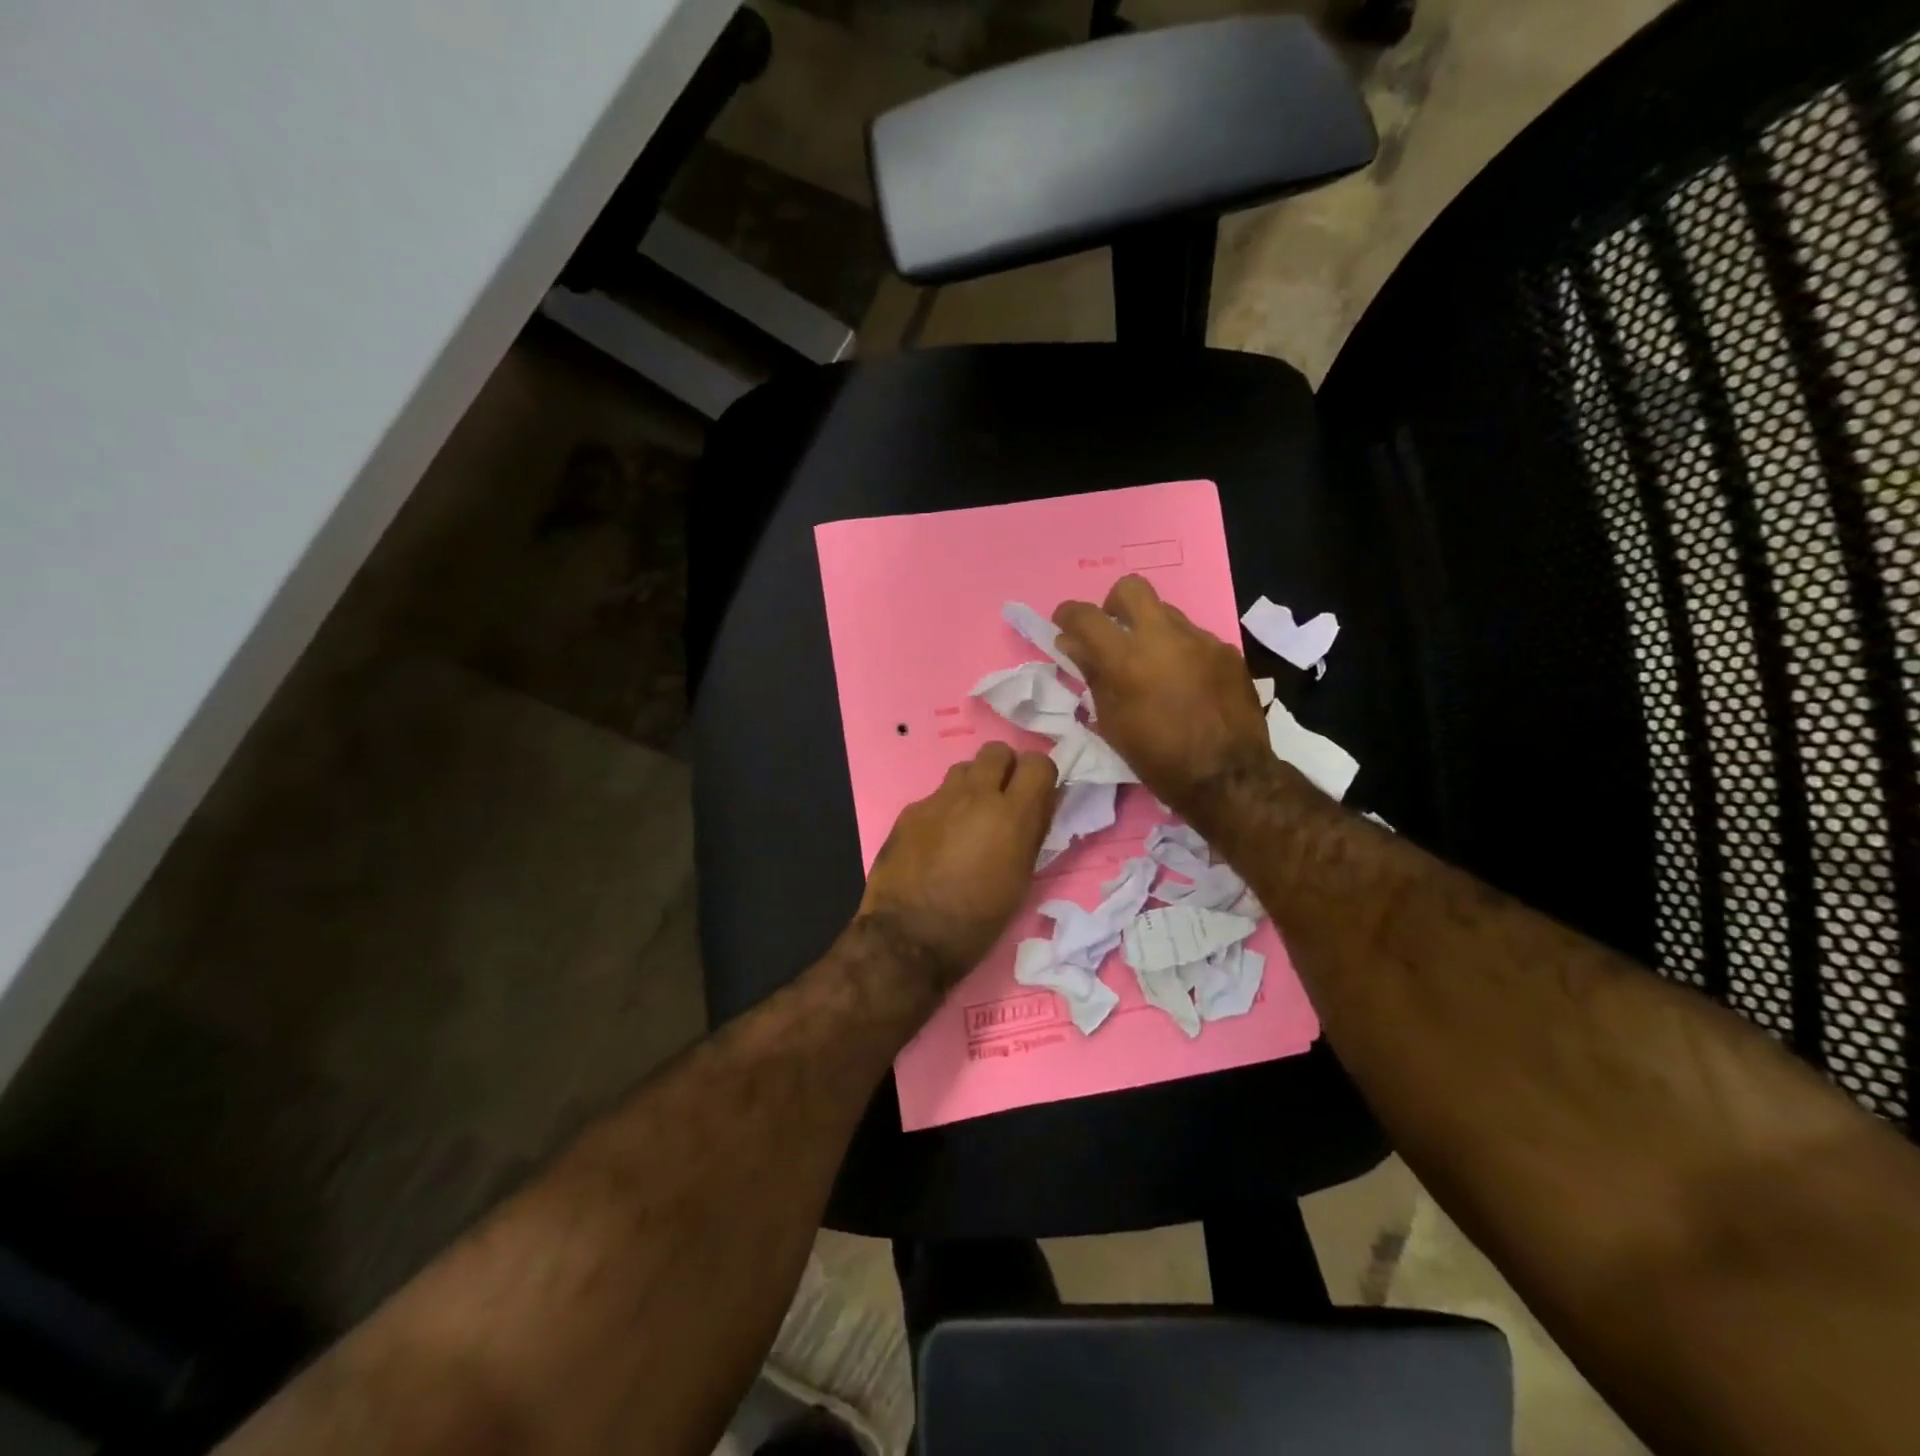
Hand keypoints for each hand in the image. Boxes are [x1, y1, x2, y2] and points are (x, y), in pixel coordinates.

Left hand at [855, 741, 1057, 993]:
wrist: (909, 937)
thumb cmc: (977, 921)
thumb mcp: (1020, 880)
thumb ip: (1032, 833)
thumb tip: (1040, 805)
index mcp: (1012, 815)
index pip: (1039, 762)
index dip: (1040, 777)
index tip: (1036, 796)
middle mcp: (975, 795)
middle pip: (997, 750)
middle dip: (1004, 769)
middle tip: (1002, 802)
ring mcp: (938, 800)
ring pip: (963, 769)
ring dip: (972, 786)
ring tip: (968, 820)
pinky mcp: (909, 811)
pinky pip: (935, 797)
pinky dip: (943, 810)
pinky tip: (936, 842)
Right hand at [1053, 575, 1274, 824]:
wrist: (1228, 777)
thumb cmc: (1158, 759)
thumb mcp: (1112, 723)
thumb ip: (1092, 676)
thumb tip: (1072, 644)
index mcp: (1126, 659)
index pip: (1086, 616)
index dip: (1068, 615)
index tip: (1064, 625)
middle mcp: (1163, 637)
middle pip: (1131, 589)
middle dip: (1114, 605)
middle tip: (1113, 634)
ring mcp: (1200, 640)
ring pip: (1166, 613)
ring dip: (1150, 630)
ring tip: (1152, 666)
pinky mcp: (1227, 651)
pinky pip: (1194, 638)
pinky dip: (1181, 652)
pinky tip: (1186, 682)